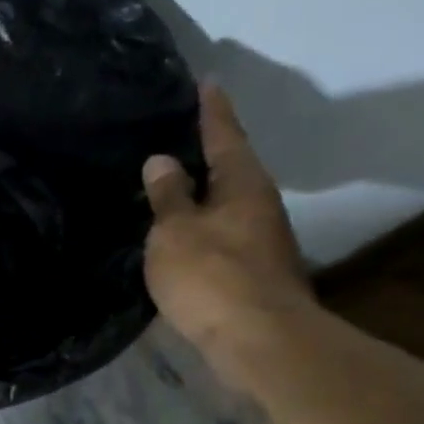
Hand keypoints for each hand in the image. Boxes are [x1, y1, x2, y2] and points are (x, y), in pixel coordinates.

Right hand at [142, 83, 312, 387]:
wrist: (259, 340)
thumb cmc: (212, 276)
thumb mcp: (176, 231)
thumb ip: (168, 196)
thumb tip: (163, 160)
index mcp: (242, 185)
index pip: (224, 135)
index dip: (211, 111)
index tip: (206, 83)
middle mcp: (258, 205)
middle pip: (231, 167)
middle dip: (208, 150)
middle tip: (179, 132)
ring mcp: (260, 240)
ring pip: (226, 202)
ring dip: (203, 190)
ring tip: (171, 180)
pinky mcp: (252, 270)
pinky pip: (221, 231)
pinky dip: (200, 222)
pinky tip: (179, 229)